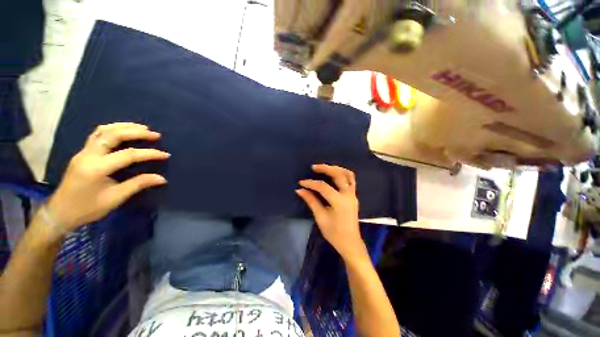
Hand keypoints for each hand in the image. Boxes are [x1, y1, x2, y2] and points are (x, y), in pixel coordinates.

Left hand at [46, 123, 169, 233]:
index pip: (127, 155)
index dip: (149, 153)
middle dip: (136, 132)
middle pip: (113, 135)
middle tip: (155, 134)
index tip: (166, 155)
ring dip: (124, 126)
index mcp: (96, 168)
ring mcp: (83, 152)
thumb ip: (138, 184)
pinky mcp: (83, 152)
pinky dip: (114, 129)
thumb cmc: (87, 208)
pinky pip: (98, 134)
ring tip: (142, 128)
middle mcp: (88, 155)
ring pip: (104, 130)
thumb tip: (161, 178)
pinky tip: (124, 131)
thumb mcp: (114, 199)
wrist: (60, 212)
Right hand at [296, 164, 365, 259]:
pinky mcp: (354, 196)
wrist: (350, 242)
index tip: (301, 183)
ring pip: (348, 174)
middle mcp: (348, 195)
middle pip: (338, 175)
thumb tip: (300, 190)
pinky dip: (342, 173)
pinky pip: (351, 179)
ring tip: (325, 168)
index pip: (323, 187)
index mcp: (339, 202)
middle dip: (325, 168)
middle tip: (314, 167)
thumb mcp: (320, 217)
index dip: (311, 183)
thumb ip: (311, 201)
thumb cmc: (334, 233)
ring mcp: (353, 194)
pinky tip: (334, 174)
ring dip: (336, 168)